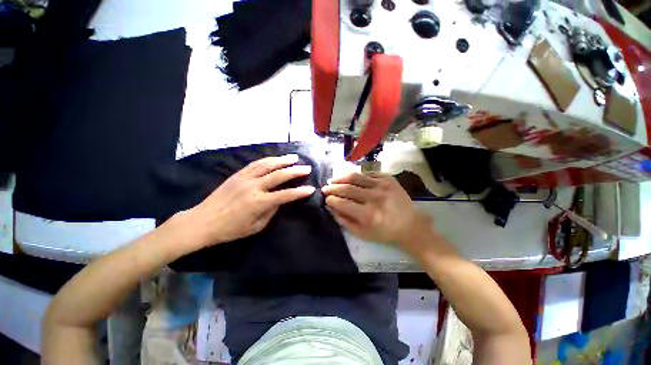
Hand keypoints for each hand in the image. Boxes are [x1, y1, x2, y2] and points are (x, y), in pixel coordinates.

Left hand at [186, 154, 314, 247]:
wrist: (203, 221)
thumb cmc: (231, 229)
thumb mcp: (256, 226)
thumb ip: (271, 211)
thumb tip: (280, 200)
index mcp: (259, 202)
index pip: (285, 195)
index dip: (300, 192)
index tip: (311, 189)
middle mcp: (254, 187)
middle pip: (279, 175)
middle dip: (295, 171)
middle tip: (306, 168)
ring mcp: (245, 178)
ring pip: (267, 165)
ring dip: (283, 161)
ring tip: (294, 158)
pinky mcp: (238, 174)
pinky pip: (255, 164)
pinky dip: (268, 160)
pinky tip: (275, 158)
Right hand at [322, 172, 429, 244]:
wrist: (411, 225)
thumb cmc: (385, 233)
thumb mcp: (362, 233)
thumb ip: (344, 221)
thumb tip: (330, 208)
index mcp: (368, 215)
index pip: (343, 203)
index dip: (331, 200)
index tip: (326, 198)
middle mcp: (375, 198)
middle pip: (348, 188)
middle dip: (333, 188)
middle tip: (325, 188)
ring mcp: (383, 186)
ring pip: (356, 177)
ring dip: (342, 178)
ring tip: (333, 180)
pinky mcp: (389, 179)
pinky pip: (369, 174)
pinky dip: (358, 176)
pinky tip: (351, 179)